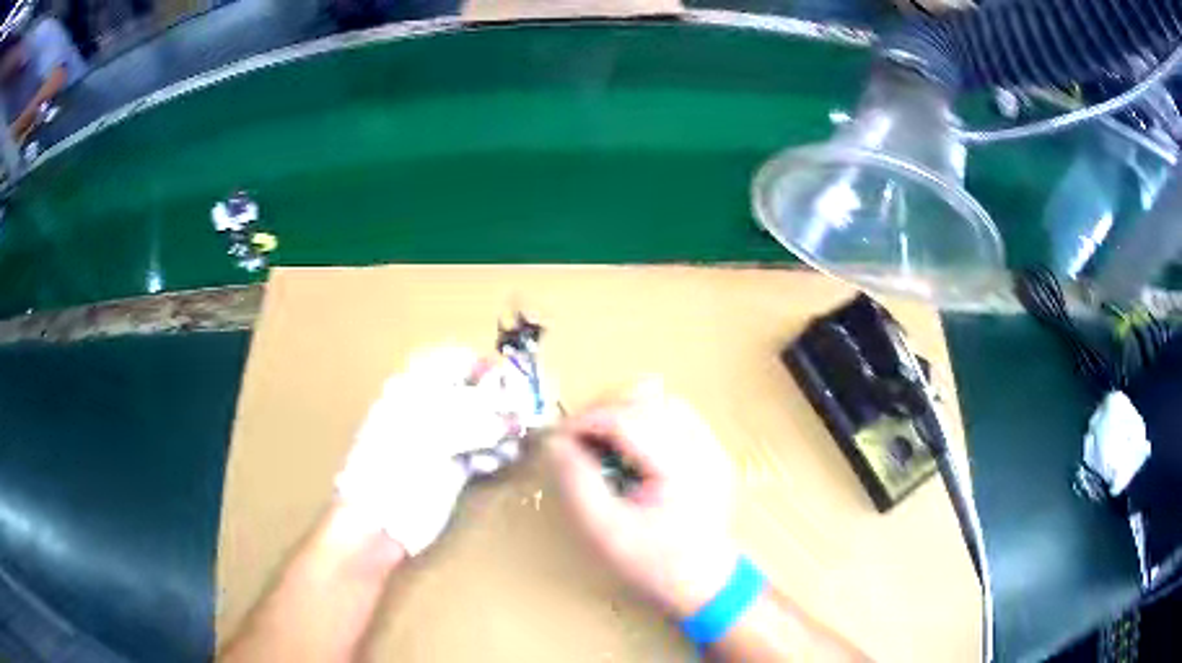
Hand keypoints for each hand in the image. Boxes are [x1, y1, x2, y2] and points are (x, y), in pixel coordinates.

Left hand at [334, 347, 512, 555]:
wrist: (381, 520)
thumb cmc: (396, 466)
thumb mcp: (433, 433)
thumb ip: (475, 419)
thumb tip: (512, 418)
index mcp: (414, 390)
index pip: (453, 363)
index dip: (481, 368)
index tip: (509, 380)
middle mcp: (430, 410)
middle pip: (473, 393)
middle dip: (500, 400)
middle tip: (522, 412)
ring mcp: (442, 441)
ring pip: (483, 424)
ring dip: (503, 429)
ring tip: (515, 441)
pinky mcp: (454, 470)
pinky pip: (484, 453)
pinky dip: (497, 454)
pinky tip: (502, 460)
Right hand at [547, 382, 739, 616]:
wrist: (704, 583)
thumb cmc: (653, 564)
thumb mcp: (604, 532)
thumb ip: (577, 483)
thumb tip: (556, 443)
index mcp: (680, 468)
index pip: (628, 419)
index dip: (587, 421)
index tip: (558, 439)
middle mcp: (703, 448)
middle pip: (649, 400)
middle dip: (605, 410)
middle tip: (577, 436)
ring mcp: (713, 448)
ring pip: (665, 402)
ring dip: (627, 410)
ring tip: (601, 437)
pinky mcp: (713, 452)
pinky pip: (678, 417)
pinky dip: (648, 419)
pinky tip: (631, 445)